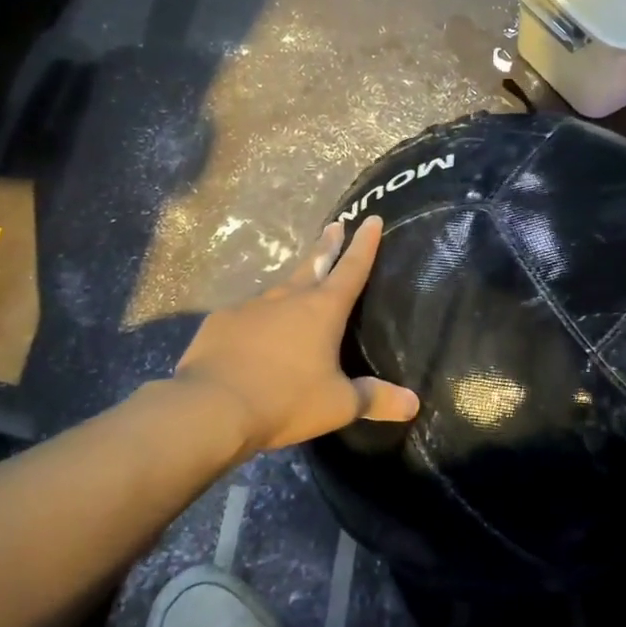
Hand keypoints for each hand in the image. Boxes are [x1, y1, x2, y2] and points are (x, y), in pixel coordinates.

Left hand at [175, 215, 419, 457]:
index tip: (371, 218)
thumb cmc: (285, 401)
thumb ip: (375, 399)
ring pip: (279, 291)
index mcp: (323, 310)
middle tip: (335, 225)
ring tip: (297, 293)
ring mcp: (251, 307)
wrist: (211, 408)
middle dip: (327, 245)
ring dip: (292, 286)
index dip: (365, 244)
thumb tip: (414, 404)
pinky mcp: (221, 322)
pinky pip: (247, 316)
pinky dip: (258, 321)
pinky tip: (254, 337)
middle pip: (314, 264)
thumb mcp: (338, 405)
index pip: (352, 268)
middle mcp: (288, 298)